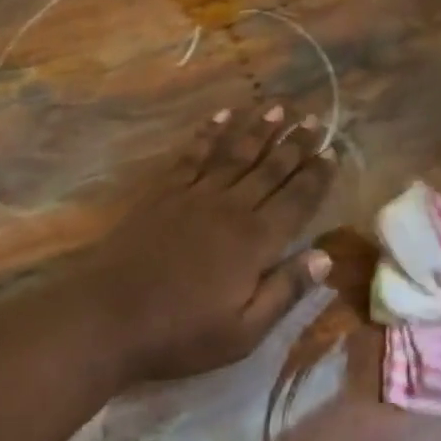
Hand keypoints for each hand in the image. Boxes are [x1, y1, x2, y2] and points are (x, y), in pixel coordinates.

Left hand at [86, 104, 335, 385]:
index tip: (332, 151)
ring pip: (237, 153)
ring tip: (278, 107)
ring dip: (260, 129)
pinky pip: (194, 154)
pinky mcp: (166, 191)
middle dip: (296, 143)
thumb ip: (286, 290)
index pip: (296, 200)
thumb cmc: (180, 333)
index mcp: (256, 241)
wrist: (108, 317)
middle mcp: (232, 207)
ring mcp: (197, 194)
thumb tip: (326, 256)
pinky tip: (223, 116)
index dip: (316, 175)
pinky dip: (210, 133)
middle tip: (315, 118)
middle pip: (271, 168)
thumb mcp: (243, 332)